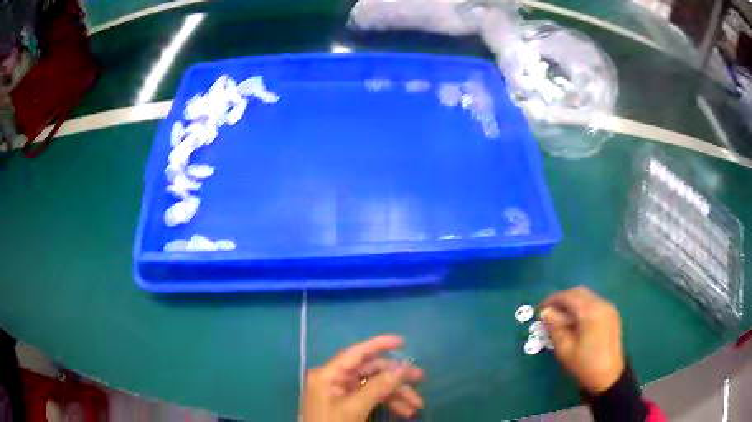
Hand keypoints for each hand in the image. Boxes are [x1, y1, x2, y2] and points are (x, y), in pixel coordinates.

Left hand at [302, 335, 423, 421]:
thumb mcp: (355, 407)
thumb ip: (378, 387)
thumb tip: (402, 368)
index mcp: (329, 374)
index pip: (356, 353)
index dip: (379, 344)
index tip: (403, 342)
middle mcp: (334, 378)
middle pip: (369, 371)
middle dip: (395, 377)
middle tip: (420, 379)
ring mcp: (340, 392)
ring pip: (373, 386)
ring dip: (396, 394)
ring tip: (417, 405)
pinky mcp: (347, 403)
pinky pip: (371, 397)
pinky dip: (388, 402)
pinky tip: (405, 411)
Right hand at [541, 286, 624, 393]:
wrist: (609, 376)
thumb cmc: (585, 365)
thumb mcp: (565, 350)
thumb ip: (555, 328)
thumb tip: (545, 312)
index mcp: (590, 312)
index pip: (568, 296)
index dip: (552, 300)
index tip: (539, 309)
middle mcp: (601, 304)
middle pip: (579, 292)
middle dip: (562, 299)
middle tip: (549, 312)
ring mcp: (609, 308)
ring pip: (587, 296)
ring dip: (572, 302)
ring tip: (560, 318)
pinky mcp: (612, 314)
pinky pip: (594, 303)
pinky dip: (582, 307)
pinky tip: (575, 322)